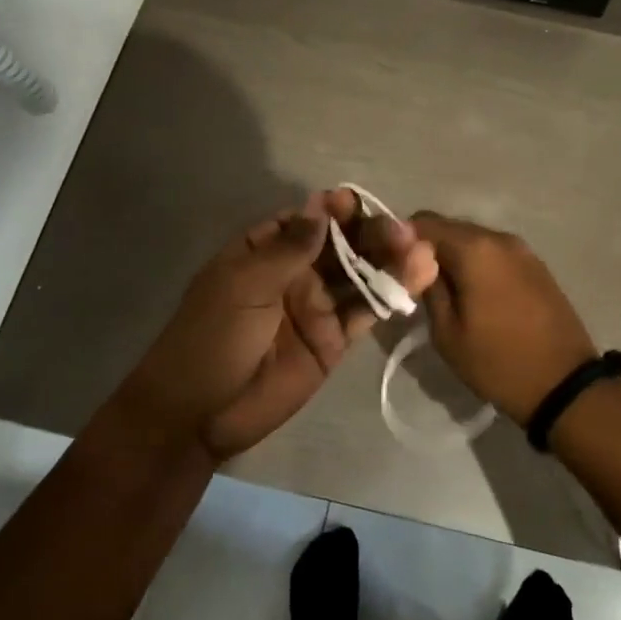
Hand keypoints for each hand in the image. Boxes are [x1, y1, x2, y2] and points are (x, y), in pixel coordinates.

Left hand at [121, 190, 437, 461]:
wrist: (199, 414)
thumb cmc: (212, 338)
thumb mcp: (244, 285)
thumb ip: (289, 248)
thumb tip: (321, 205)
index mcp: (264, 251)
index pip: (307, 221)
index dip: (333, 211)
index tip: (356, 204)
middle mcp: (295, 273)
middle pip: (341, 245)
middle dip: (371, 234)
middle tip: (403, 231)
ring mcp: (317, 306)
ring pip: (359, 276)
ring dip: (389, 261)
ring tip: (421, 250)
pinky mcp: (334, 339)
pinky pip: (366, 311)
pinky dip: (390, 295)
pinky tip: (418, 277)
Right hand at [410, 213, 598, 426]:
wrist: (564, 384)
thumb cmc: (497, 361)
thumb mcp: (446, 332)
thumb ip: (427, 286)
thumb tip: (414, 260)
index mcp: (473, 248)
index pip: (422, 222)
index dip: (402, 240)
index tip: (395, 268)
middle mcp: (499, 237)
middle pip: (450, 228)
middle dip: (429, 249)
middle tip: (417, 284)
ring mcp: (522, 249)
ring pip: (474, 240)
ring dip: (456, 258)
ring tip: (448, 293)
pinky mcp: (537, 265)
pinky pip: (496, 254)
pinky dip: (479, 265)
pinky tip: (476, 295)